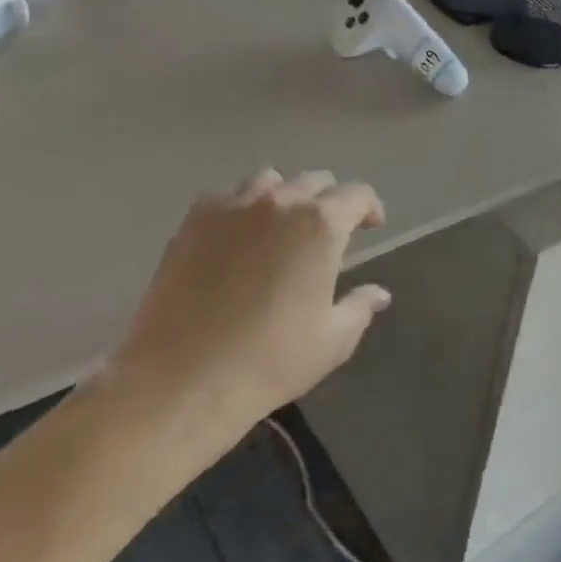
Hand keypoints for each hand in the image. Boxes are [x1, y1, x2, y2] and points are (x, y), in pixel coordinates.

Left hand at [101, 169, 390, 435]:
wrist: (182, 381)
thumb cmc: (270, 361)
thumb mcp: (332, 341)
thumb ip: (360, 307)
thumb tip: (378, 292)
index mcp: (321, 224)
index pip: (357, 195)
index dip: (369, 207)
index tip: (371, 226)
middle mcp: (279, 202)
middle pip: (313, 181)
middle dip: (328, 201)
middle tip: (328, 232)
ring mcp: (232, 207)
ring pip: (268, 181)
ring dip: (284, 196)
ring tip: (280, 227)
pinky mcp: (193, 222)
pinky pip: (225, 199)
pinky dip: (239, 210)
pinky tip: (235, 240)